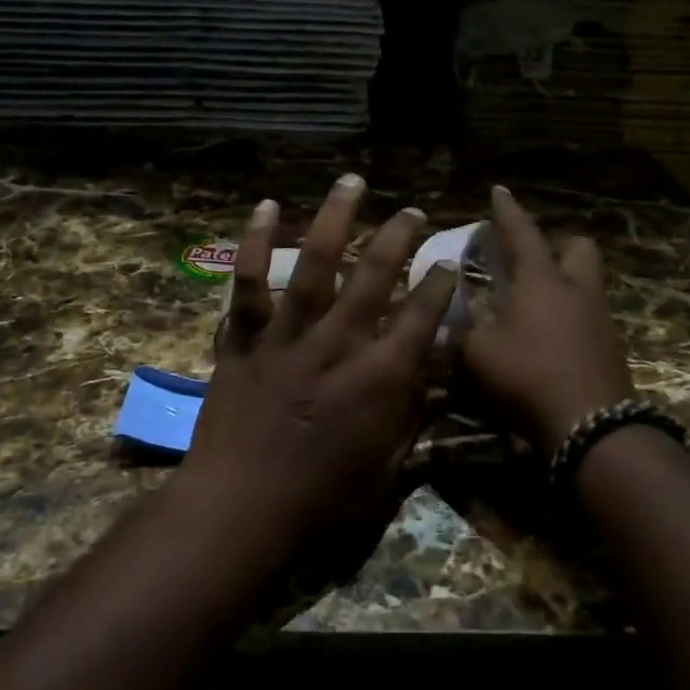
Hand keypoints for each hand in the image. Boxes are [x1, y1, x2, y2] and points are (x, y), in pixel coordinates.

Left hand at [179, 174, 458, 551]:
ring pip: (316, 265)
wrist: (241, 508)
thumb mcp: (386, 469)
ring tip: (352, 182)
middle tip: (413, 211)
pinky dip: (256, 243)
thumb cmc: (321, 499)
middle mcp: (338, 344)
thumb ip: (414, 419)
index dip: (439, 286)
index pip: (422, 317)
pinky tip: (267, 207)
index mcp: (379, 378)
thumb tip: (440, 383)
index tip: (448, 262)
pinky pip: (248, 283)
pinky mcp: (245, 339)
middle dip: (399, 237)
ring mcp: (288, 336)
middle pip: (375, 276)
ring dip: (336, 218)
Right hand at [461, 185, 634, 454]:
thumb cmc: (528, 375)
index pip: (522, 233)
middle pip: (577, 247)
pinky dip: (571, 318)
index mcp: (540, 281)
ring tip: (535, 304)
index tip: (499, 190)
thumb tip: (445, 328)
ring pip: (587, 282)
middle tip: (530, 261)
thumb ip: (460, 335)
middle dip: (556, 245)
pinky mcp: (611, 347)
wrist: (591, 423)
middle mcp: (576, 290)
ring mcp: (600, 318)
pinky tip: (551, 340)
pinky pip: (591, 316)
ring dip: (565, 283)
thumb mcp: (478, 355)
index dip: (507, 211)